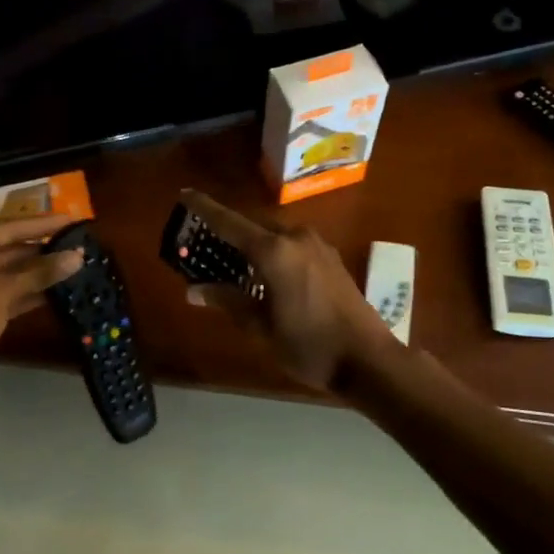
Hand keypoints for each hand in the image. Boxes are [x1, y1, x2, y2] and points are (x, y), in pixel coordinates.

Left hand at [0, 215, 85, 394]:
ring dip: (36, 274)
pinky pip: (0, 293)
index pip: (7, 228)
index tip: (72, 220)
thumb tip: (77, 256)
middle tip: (77, 246)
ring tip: (73, 267)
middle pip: (6, 249)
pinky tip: (55, 293)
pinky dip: (24, 293)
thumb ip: (40, 273)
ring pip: (5, 273)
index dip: (42, 225)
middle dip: (41, 252)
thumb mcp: (2, 292)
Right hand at [178, 189, 398, 390]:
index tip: (184, 194)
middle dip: (228, 231)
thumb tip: (194, 289)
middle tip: (205, 244)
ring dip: (252, 243)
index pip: (229, 222)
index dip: (204, 208)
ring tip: (232, 262)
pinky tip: (266, 272)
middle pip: (252, 225)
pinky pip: (292, 244)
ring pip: (274, 234)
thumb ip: (228, 301)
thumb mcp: (260, 327)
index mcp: (275, 252)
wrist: (368, 360)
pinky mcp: (331, 257)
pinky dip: (273, 251)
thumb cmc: (309, 346)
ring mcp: (318, 245)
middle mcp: (296, 238)